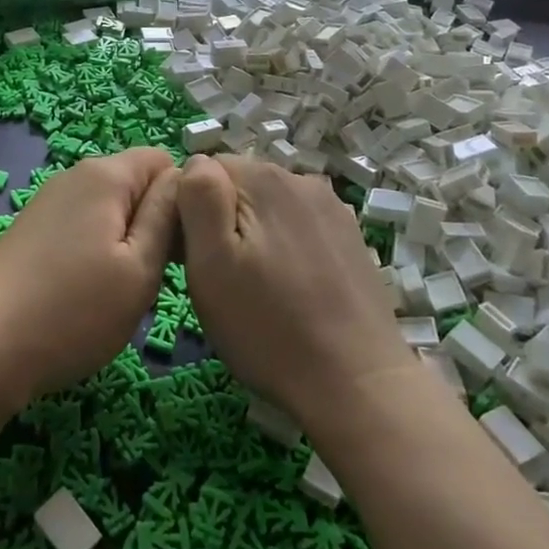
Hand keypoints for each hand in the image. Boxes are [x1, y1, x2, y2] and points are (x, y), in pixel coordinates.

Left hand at [0, 149, 181, 416]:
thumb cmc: (74, 311)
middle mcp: (74, 176)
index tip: (180, 248)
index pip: (164, 161)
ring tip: (120, 290)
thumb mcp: (140, 268)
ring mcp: (48, 202)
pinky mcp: (32, 229)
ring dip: (125, 241)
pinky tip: (87, 292)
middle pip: (135, 183)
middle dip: (153, 222)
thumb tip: (185, 175)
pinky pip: (83, 225)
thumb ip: (167, 215)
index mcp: (105, 175)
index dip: (182, 199)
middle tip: (153, 277)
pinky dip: (96, 251)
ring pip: (110, 208)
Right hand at [178, 155, 413, 429]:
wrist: (358, 385)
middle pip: (239, 186)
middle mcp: (302, 180)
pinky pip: (299, 229)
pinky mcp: (351, 239)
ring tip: (256, 290)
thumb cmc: (269, 326)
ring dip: (253, 236)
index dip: (189, 209)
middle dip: (222, 222)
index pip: (204, 170)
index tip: (192, 256)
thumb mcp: (211, 262)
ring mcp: (333, 210)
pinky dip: (285, 250)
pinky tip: (290, 292)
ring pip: (269, 209)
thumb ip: (198, 198)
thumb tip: (196, 164)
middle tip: (221, 279)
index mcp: (265, 178)